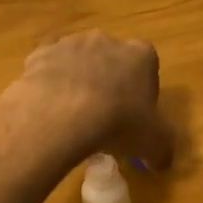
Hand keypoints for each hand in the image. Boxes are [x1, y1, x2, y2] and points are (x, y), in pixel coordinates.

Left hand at [0, 30, 175, 169]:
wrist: (62, 114)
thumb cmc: (118, 123)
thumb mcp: (153, 144)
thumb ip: (162, 150)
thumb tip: (162, 162)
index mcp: (141, 55)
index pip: (148, 68)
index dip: (142, 93)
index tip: (135, 116)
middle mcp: (107, 40)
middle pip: (112, 61)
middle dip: (110, 83)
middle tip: (104, 117)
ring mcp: (71, 44)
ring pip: (78, 62)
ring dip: (78, 82)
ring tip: (72, 117)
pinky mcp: (40, 54)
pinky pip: (47, 68)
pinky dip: (49, 83)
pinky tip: (48, 109)